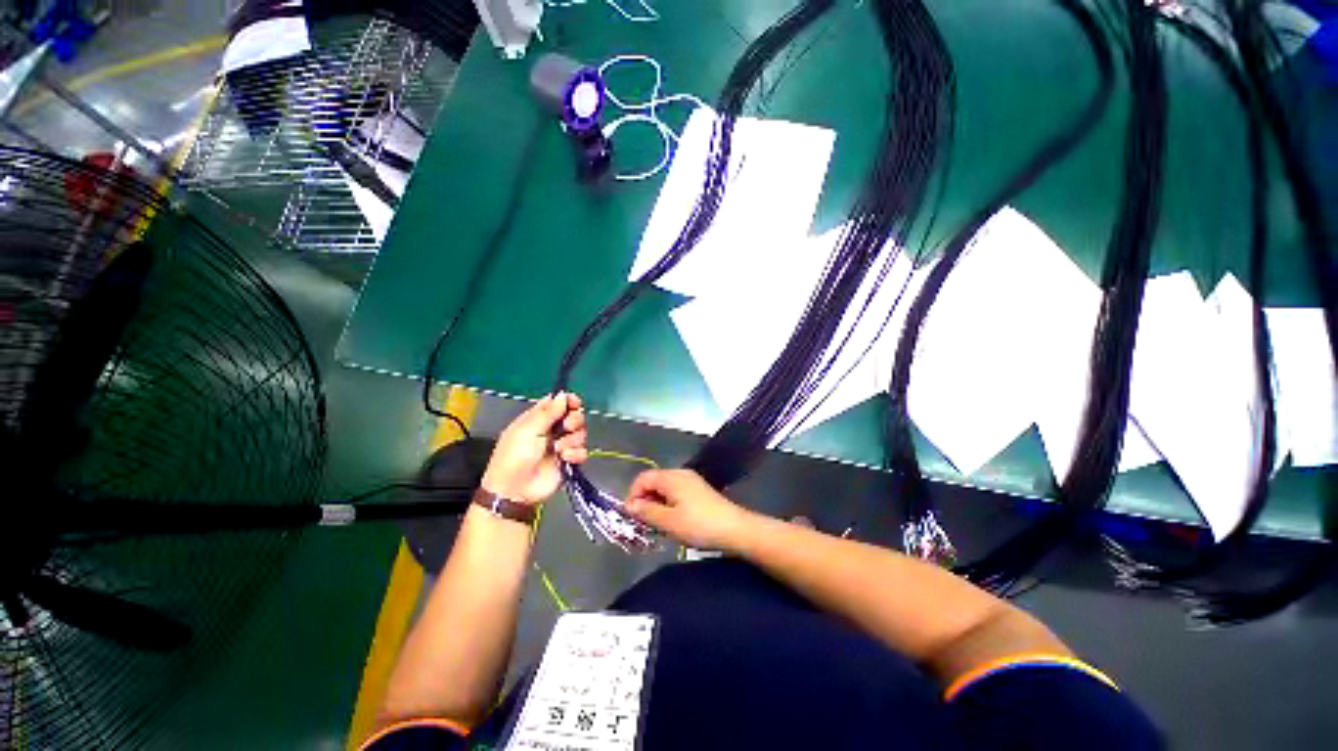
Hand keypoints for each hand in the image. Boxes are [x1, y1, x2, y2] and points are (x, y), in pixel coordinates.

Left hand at [481, 393, 586, 504]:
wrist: (515, 491)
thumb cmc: (514, 457)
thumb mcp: (527, 431)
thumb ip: (548, 412)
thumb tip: (562, 394)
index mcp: (538, 419)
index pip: (558, 402)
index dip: (568, 401)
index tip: (574, 403)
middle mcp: (552, 430)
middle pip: (574, 416)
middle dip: (574, 420)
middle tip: (566, 428)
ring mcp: (562, 445)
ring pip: (580, 433)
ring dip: (572, 440)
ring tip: (559, 450)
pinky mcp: (569, 461)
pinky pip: (583, 451)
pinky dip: (576, 454)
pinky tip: (565, 459)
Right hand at [624, 469, 754, 550]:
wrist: (735, 529)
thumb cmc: (699, 525)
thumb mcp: (668, 522)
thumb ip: (646, 511)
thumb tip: (629, 505)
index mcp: (671, 477)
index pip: (643, 478)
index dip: (632, 495)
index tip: (631, 517)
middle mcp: (680, 474)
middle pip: (653, 481)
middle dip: (644, 500)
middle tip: (643, 523)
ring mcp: (691, 481)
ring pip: (664, 488)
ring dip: (656, 503)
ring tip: (657, 525)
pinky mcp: (699, 490)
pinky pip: (676, 492)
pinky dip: (668, 504)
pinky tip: (672, 521)